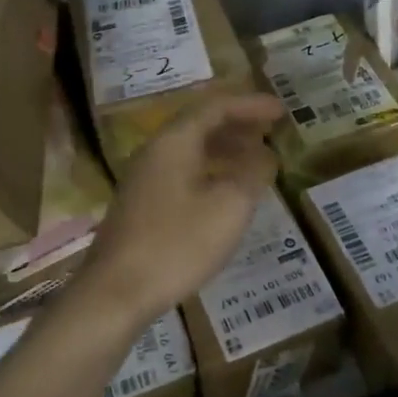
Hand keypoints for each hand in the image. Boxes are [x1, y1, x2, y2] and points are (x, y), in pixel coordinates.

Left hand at [75, 93, 285, 325]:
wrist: (117, 292)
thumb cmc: (177, 244)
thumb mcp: (229, 207)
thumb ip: (252, 174)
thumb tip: (265, 156)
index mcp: (174, 142)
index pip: (215, 106)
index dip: (250, 105)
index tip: (281, 111)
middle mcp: (155, 151)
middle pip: (200, 124)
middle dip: (238, 123)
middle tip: (271, 130)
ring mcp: (144, 178)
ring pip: (191, 149)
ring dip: (226, 148)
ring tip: (258, 159)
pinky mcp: (142, 203)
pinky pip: (182, 171)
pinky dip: (210, 170)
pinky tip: (227, 191)